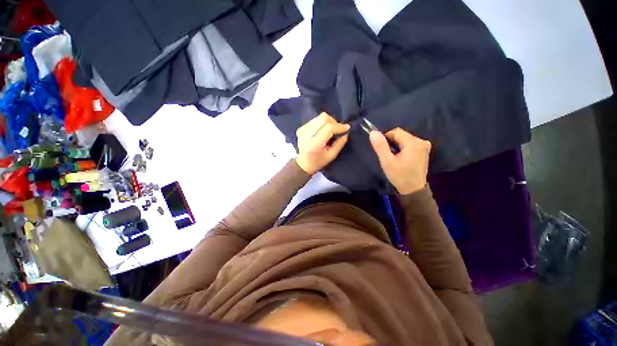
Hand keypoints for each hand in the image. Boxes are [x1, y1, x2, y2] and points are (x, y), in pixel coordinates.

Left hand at [296, 113, 349, 174]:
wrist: (303, 164)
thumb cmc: (318, 161)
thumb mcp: (332, 155)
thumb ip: (340, 143)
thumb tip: (346, 131)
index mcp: (314, 143)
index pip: (328, 128)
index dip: (339, 126)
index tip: (347, 128)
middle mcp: (306, 134)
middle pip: (323, 118)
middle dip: (334, 122)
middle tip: (338, 130)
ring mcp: (302, 129)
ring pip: (319, 117)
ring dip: (328, 122)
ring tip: (330, 131)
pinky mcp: (301, 127)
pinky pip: (315, 120)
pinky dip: (322, 123)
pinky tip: (322, 132)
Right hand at [369, 128, 430, 194]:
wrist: (413, 190)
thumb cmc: (399, 176)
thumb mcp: (387, 161)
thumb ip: (380, 146)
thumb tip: (373, 132)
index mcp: (413, 142)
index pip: (395, 132)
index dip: (386, 139)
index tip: (383, 151)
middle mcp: (422, 141)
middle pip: (401, 135)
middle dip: (392, 143)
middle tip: (389, 157)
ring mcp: (424, 146)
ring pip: (405, 139)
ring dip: (397, 146)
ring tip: (395, 159)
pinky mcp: (424, 151)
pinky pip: (410, 144)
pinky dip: (403, 149)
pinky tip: (401, 159)